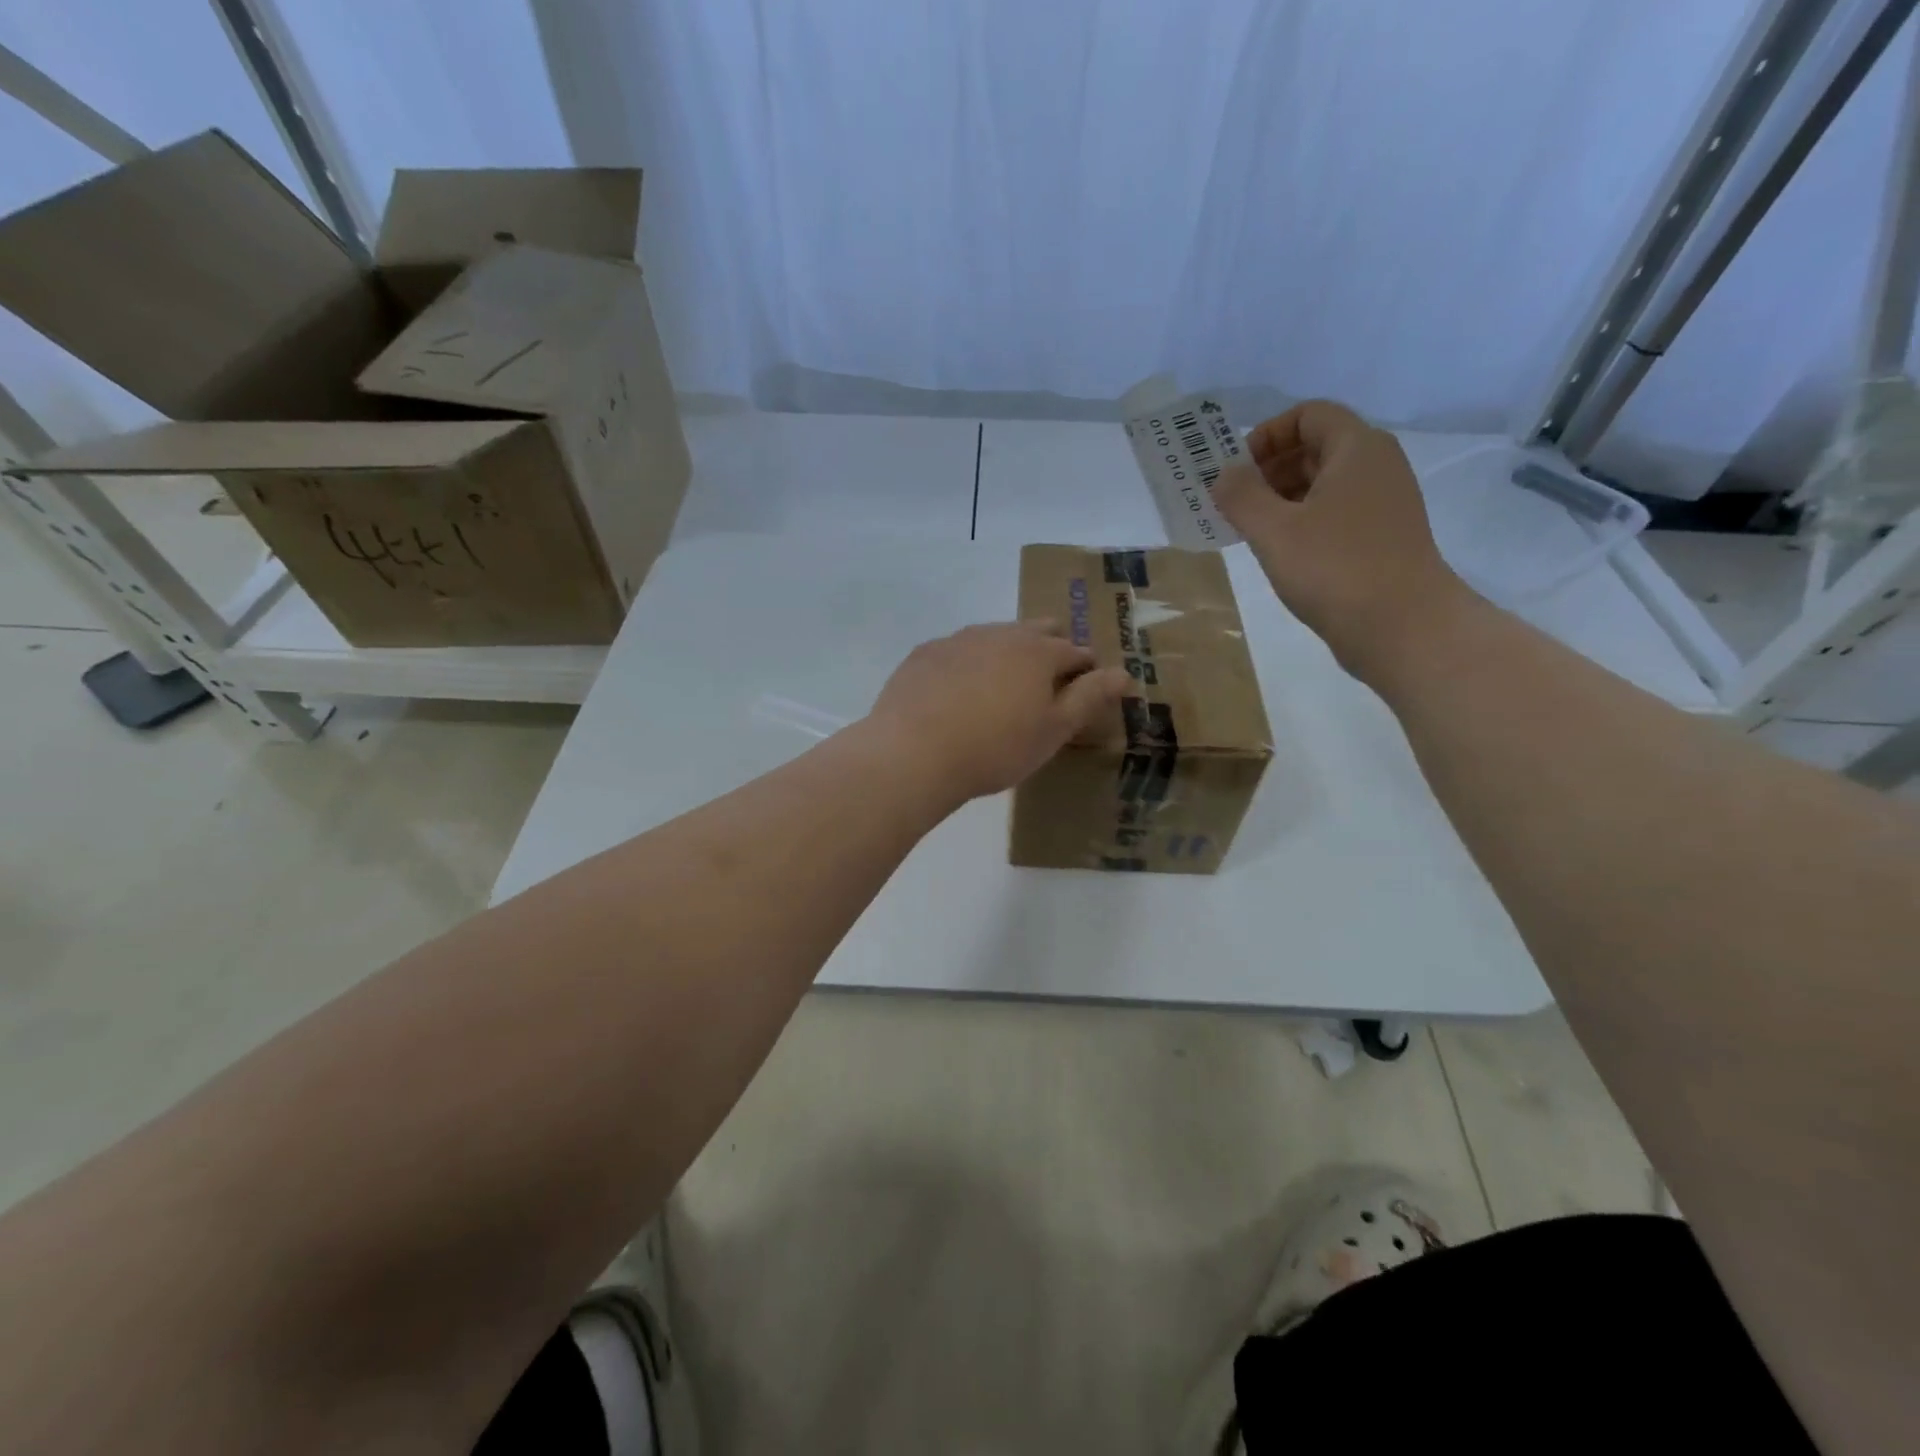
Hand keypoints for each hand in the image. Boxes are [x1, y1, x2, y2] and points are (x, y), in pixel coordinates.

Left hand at [866, 622, 1131, 801]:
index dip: (1086, 670)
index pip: (1076, 652)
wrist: (913, 753)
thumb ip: (1089, 698)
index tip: (1085, 690)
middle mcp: (1001, 634)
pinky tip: (958, 691)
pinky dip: (968, 664)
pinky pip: (957, 650)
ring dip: (1007, 653)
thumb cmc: (995, 748)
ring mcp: (958, 639)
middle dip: (1050, 649)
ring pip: (995, 636)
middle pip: (1037, 631)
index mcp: (1039, 652)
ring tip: (1002, 687)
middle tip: (1046, 684)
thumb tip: (1125, 673)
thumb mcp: (1052, 731)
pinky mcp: (924, 653)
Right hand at [1214, 400, 1471, 676]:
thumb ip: (1241, 496)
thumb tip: (1224, 475)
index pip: (1309, 415)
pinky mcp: (1382, 538)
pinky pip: (1335, 513)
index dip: (1267, 434)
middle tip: (1233, 503)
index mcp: (1357, 449)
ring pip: (1324, 484)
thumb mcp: (1274, 530)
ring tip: (1249, 530)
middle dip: (1269, 469)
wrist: (1402, 626)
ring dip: (1282, 498)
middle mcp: (1376, 466)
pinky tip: (1279, 552)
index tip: (1237, 470)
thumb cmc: (1334, 568)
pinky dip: (1303, 521)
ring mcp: (1384, 503)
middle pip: (1316, 447)